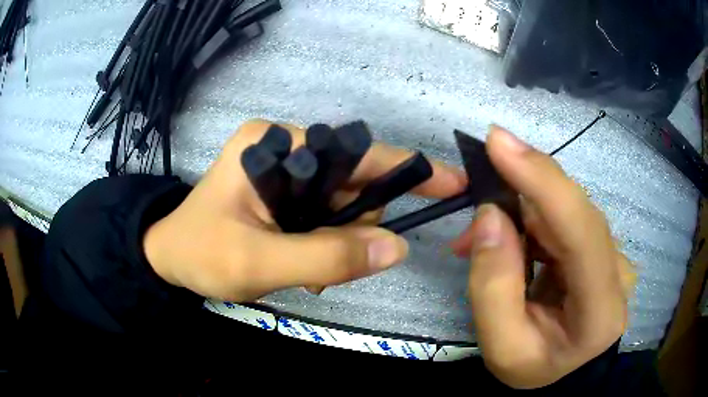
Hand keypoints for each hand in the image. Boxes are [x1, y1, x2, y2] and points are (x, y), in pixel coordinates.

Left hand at [144, 120, 466, 301]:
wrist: (169, 259)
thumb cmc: (200, 254)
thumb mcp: (256, 261)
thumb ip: (325, 257)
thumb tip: (397, 248)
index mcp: (274, 144)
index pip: (355, 154)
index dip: (403, 171)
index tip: (450, 184)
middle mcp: (284, 146)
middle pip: (353, 182)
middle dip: (355, 227)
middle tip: (332, 269)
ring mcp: (285, 169)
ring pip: (342, 204)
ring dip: (339, 242)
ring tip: (309, 274)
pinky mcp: (283, 192)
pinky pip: (325, 215)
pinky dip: (327, 243)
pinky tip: (306, 266)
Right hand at [451, 126, 633, 388]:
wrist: (559, 369)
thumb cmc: (533, 365)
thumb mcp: (501, 346)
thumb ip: (493, 286)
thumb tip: (490, 215)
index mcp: (601, 311)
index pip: (581, 232)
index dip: (543, 181)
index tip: (498, 141)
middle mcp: (618, 273)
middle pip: (573, 212)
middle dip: (522, 193)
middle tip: (474, 199)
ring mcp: (613, 256)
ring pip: (567, 208)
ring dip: (522, 208)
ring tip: (482, 233)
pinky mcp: (600, 247)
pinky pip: (564, 215)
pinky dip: (531, 217)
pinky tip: (507, 235)